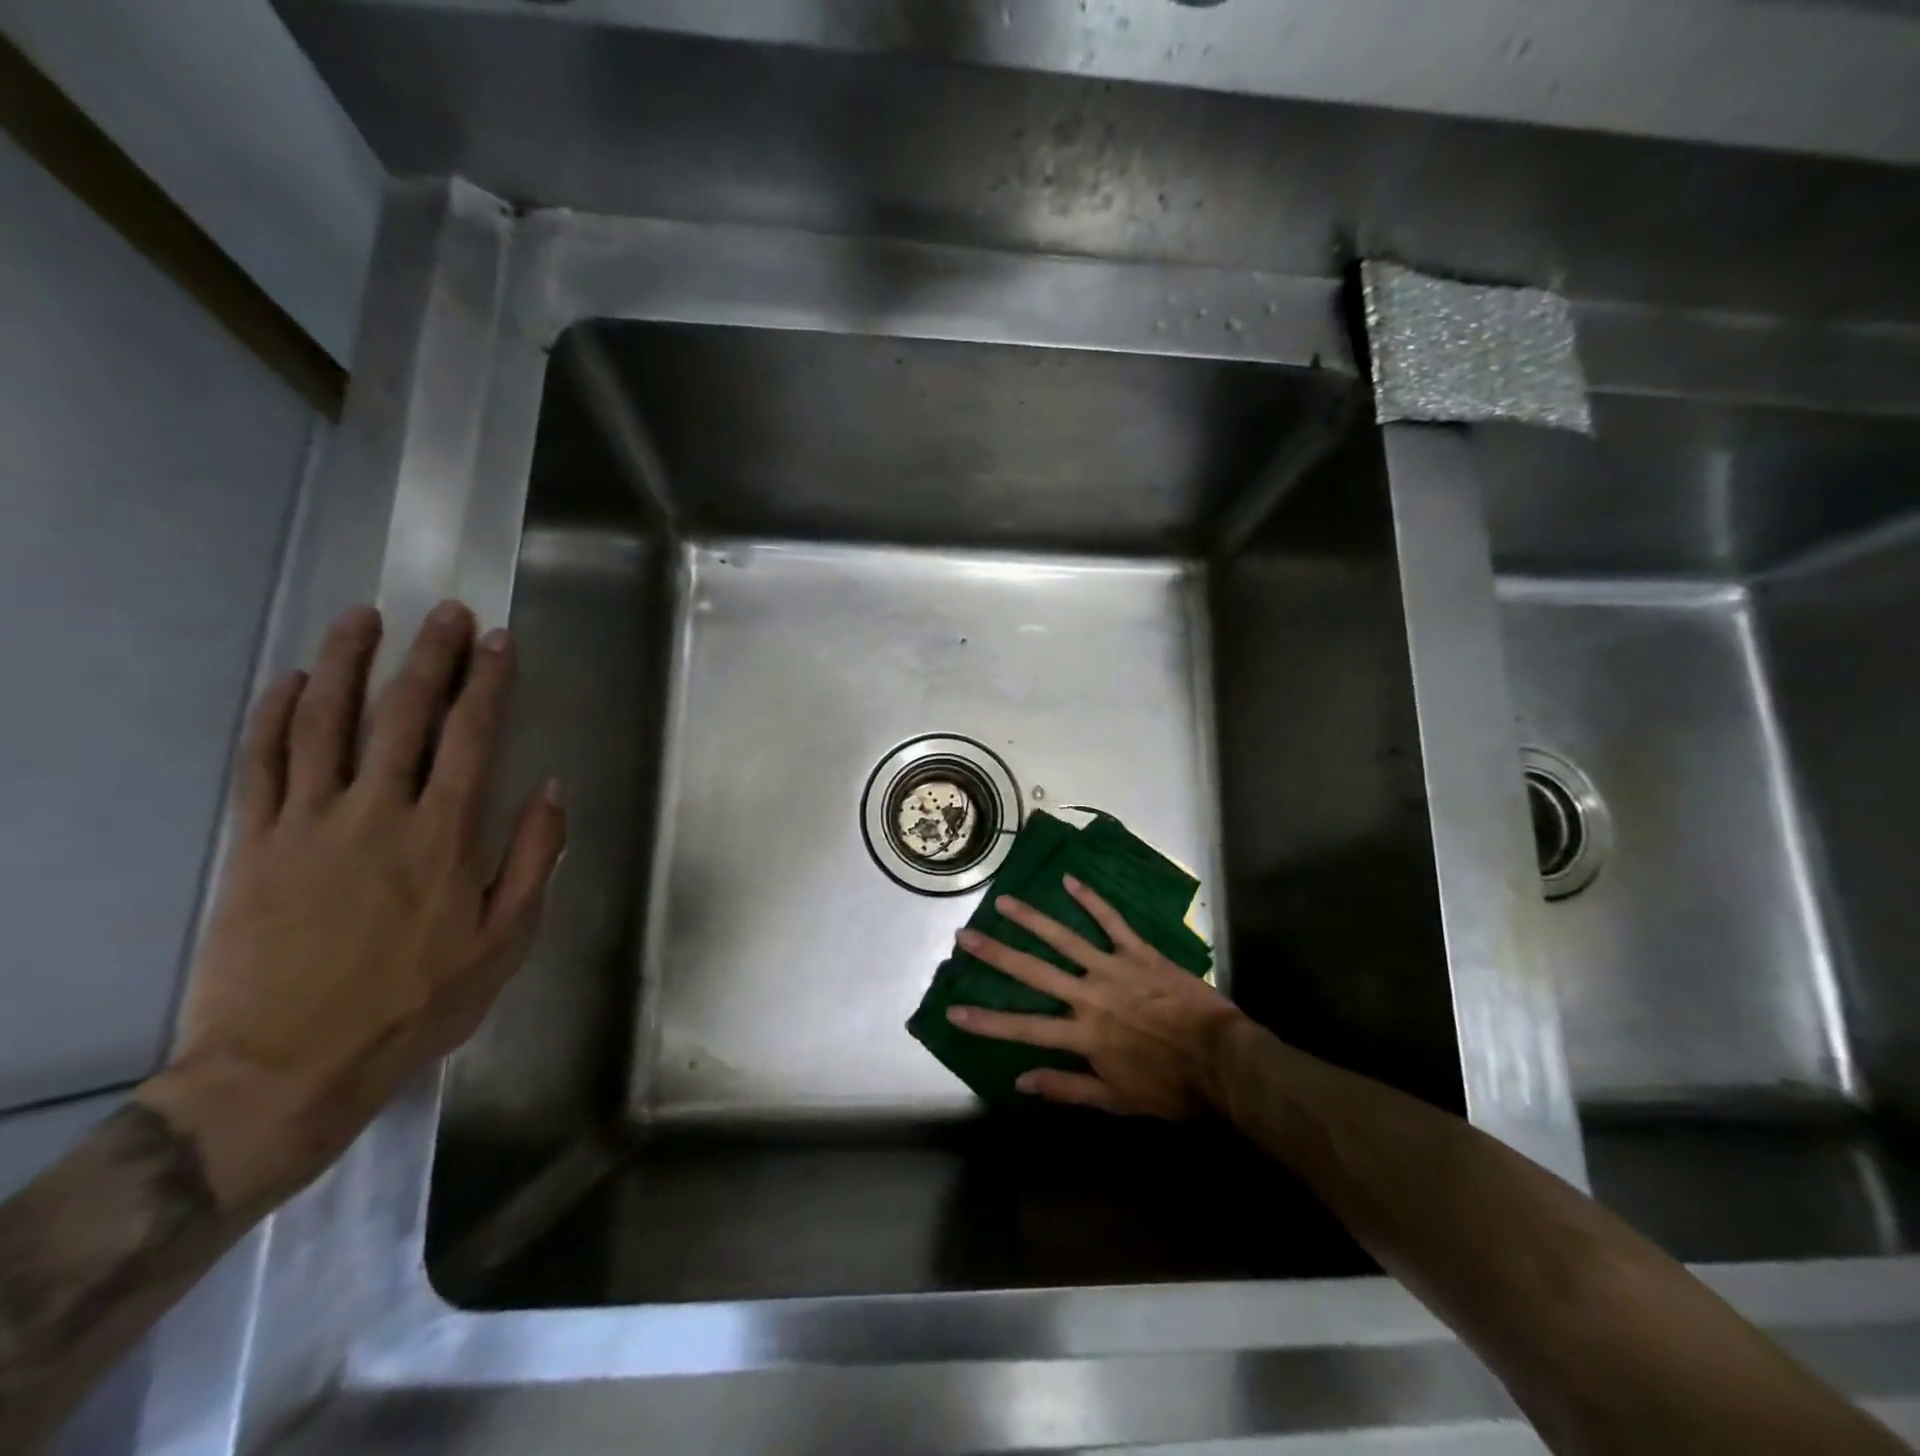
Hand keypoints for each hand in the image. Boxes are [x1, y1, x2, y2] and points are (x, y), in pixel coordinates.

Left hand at [136, 602, 565, 1213]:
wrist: (287, 1066)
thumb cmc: (416, 1002)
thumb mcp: (506, 940)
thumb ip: (533, 859)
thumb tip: (550, 790)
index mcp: (445, 835)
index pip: (471, 736)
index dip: (488, 683)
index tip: (499, 641)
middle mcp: (378, 811)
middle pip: (403, 714)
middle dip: (430, 655)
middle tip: (445, 611)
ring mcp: (308, 823)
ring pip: (326, 723)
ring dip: (346, 663)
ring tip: (363, 618)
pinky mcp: (256, 844)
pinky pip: (262, 764)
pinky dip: (275, 716)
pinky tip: (288, 682)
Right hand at [946, 876, 1245, 1118]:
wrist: (1221, 1060)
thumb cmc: (1170, 1086)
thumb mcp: (1116, 1101)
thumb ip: (1067, 1089)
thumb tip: (1021, 1080)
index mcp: (1082, 1035)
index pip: (1023, 1027)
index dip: (986, 1021)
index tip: (952, 1009)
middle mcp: (1089, 996)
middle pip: (1034, 972)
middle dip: (996, 954)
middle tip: (965, 935)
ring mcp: (1113, 969)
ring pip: (1065, 938)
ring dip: (1032, 919)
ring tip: (1003, 901)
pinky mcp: (1139, 952)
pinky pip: (1112, 921)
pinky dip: (1091, 900)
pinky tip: (1070, 880)